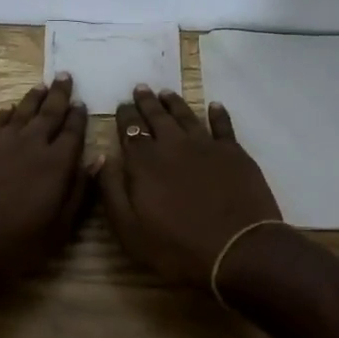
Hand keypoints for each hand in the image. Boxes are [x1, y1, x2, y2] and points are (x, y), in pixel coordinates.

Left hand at [0, 74, 92, 284]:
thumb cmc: (12, 244)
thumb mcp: (57, 230)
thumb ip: (78, 192)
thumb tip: (97, 160)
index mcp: (56, 164)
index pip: (72, 132)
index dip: (78, 117)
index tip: (82, 103)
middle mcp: (31, 145)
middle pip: (48, 113)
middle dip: (59, 95)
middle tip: (64, 76)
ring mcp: (1, 144)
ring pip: (22, 112)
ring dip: (33, 98)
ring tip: (41, 86)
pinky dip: (7, 113)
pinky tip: (9, 110)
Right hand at [99, 85, 281, 287]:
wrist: (237, 250)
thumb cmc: (177, 247)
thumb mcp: (129, 230)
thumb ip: (111, 191)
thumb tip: (101, 158)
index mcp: (144, 162)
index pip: (131, 130)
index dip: (125, 116)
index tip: (121, 105)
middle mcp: (173, 145)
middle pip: (157, 117)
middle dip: (146, 102)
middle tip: (141, 88)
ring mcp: (206, 146)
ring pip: (186, 115)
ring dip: (174, 102)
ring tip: (166, 92)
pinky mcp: (234, 153)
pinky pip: (223, 125)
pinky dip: (218, 114)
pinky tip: (214, 105)